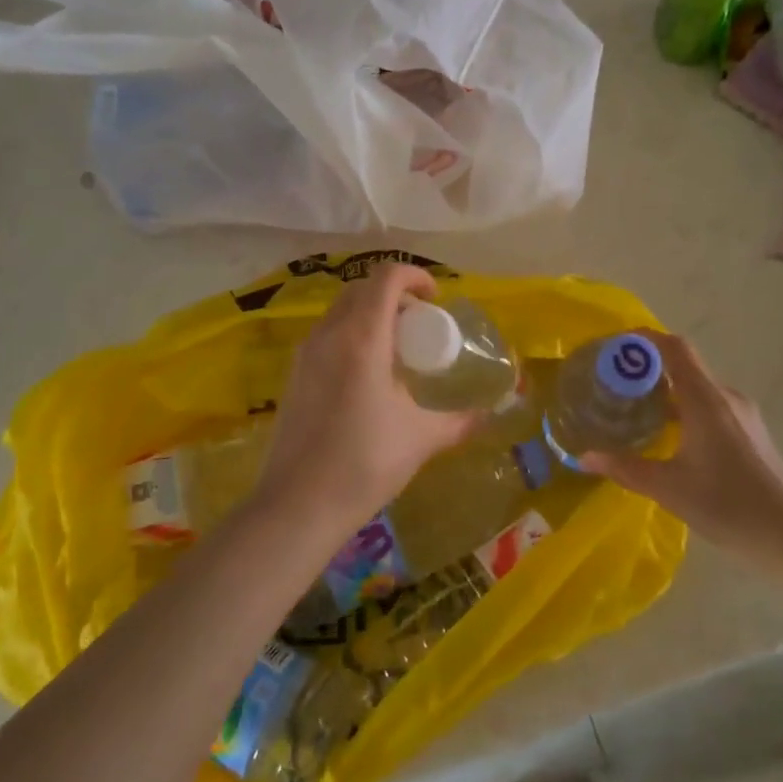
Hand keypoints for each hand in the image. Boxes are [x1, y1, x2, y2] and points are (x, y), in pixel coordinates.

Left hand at [256, 264, 479, 537]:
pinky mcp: (293, 375)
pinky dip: (351, 335)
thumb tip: (490, 416)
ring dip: (370, 315)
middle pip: (361, 289)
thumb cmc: (364, 464)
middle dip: (394, 295)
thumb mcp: (420, 439)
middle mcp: (329, 335)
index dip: (414, 275)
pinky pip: (326, 336)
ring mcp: (305, 354)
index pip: (386, 277)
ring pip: (340, 311)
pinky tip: (367, 377)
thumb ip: (460, 422)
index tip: (436, 299)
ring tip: (396, 351)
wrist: (297, 506)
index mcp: (362, 338)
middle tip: (420, 325)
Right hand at [583, 332, 782, 569]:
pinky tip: (668, 436)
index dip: (643, 339)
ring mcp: (742, 414)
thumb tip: (584, 457)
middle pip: (683, 365)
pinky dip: (683, 408)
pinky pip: (709, 405)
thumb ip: (624, 468)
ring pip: (696, 387)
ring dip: (665, 391)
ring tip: (634, 409)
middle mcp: (725, 397)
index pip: (673, 348)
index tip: (612, 346)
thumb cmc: (729, 505)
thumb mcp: (668, 488)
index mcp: (705, 399)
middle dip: (646, 368)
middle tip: (612, 383)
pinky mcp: (750, 432)